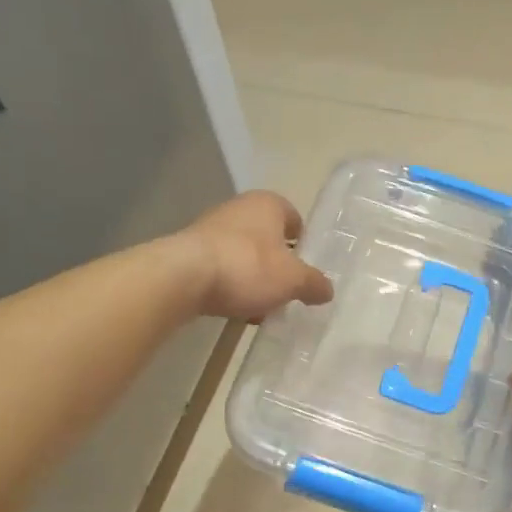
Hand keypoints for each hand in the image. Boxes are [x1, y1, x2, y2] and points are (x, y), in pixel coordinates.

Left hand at [180, 191, 334, 321]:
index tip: (305, 270)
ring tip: (261, 305)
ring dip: (253, 277)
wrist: (184, 276)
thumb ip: (313, 284)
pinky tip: (235, 307)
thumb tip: (327, 290)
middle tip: (286, 291)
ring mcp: (211, 227)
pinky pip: (221, 267)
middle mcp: (239, 207)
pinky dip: (230, 284)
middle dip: (277, 264)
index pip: (294, 218)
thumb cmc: (247, 267)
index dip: (303, 243)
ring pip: (244, 254)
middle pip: (267, 237)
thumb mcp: (292, 280)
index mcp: (268, 203)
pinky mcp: (190, 250)